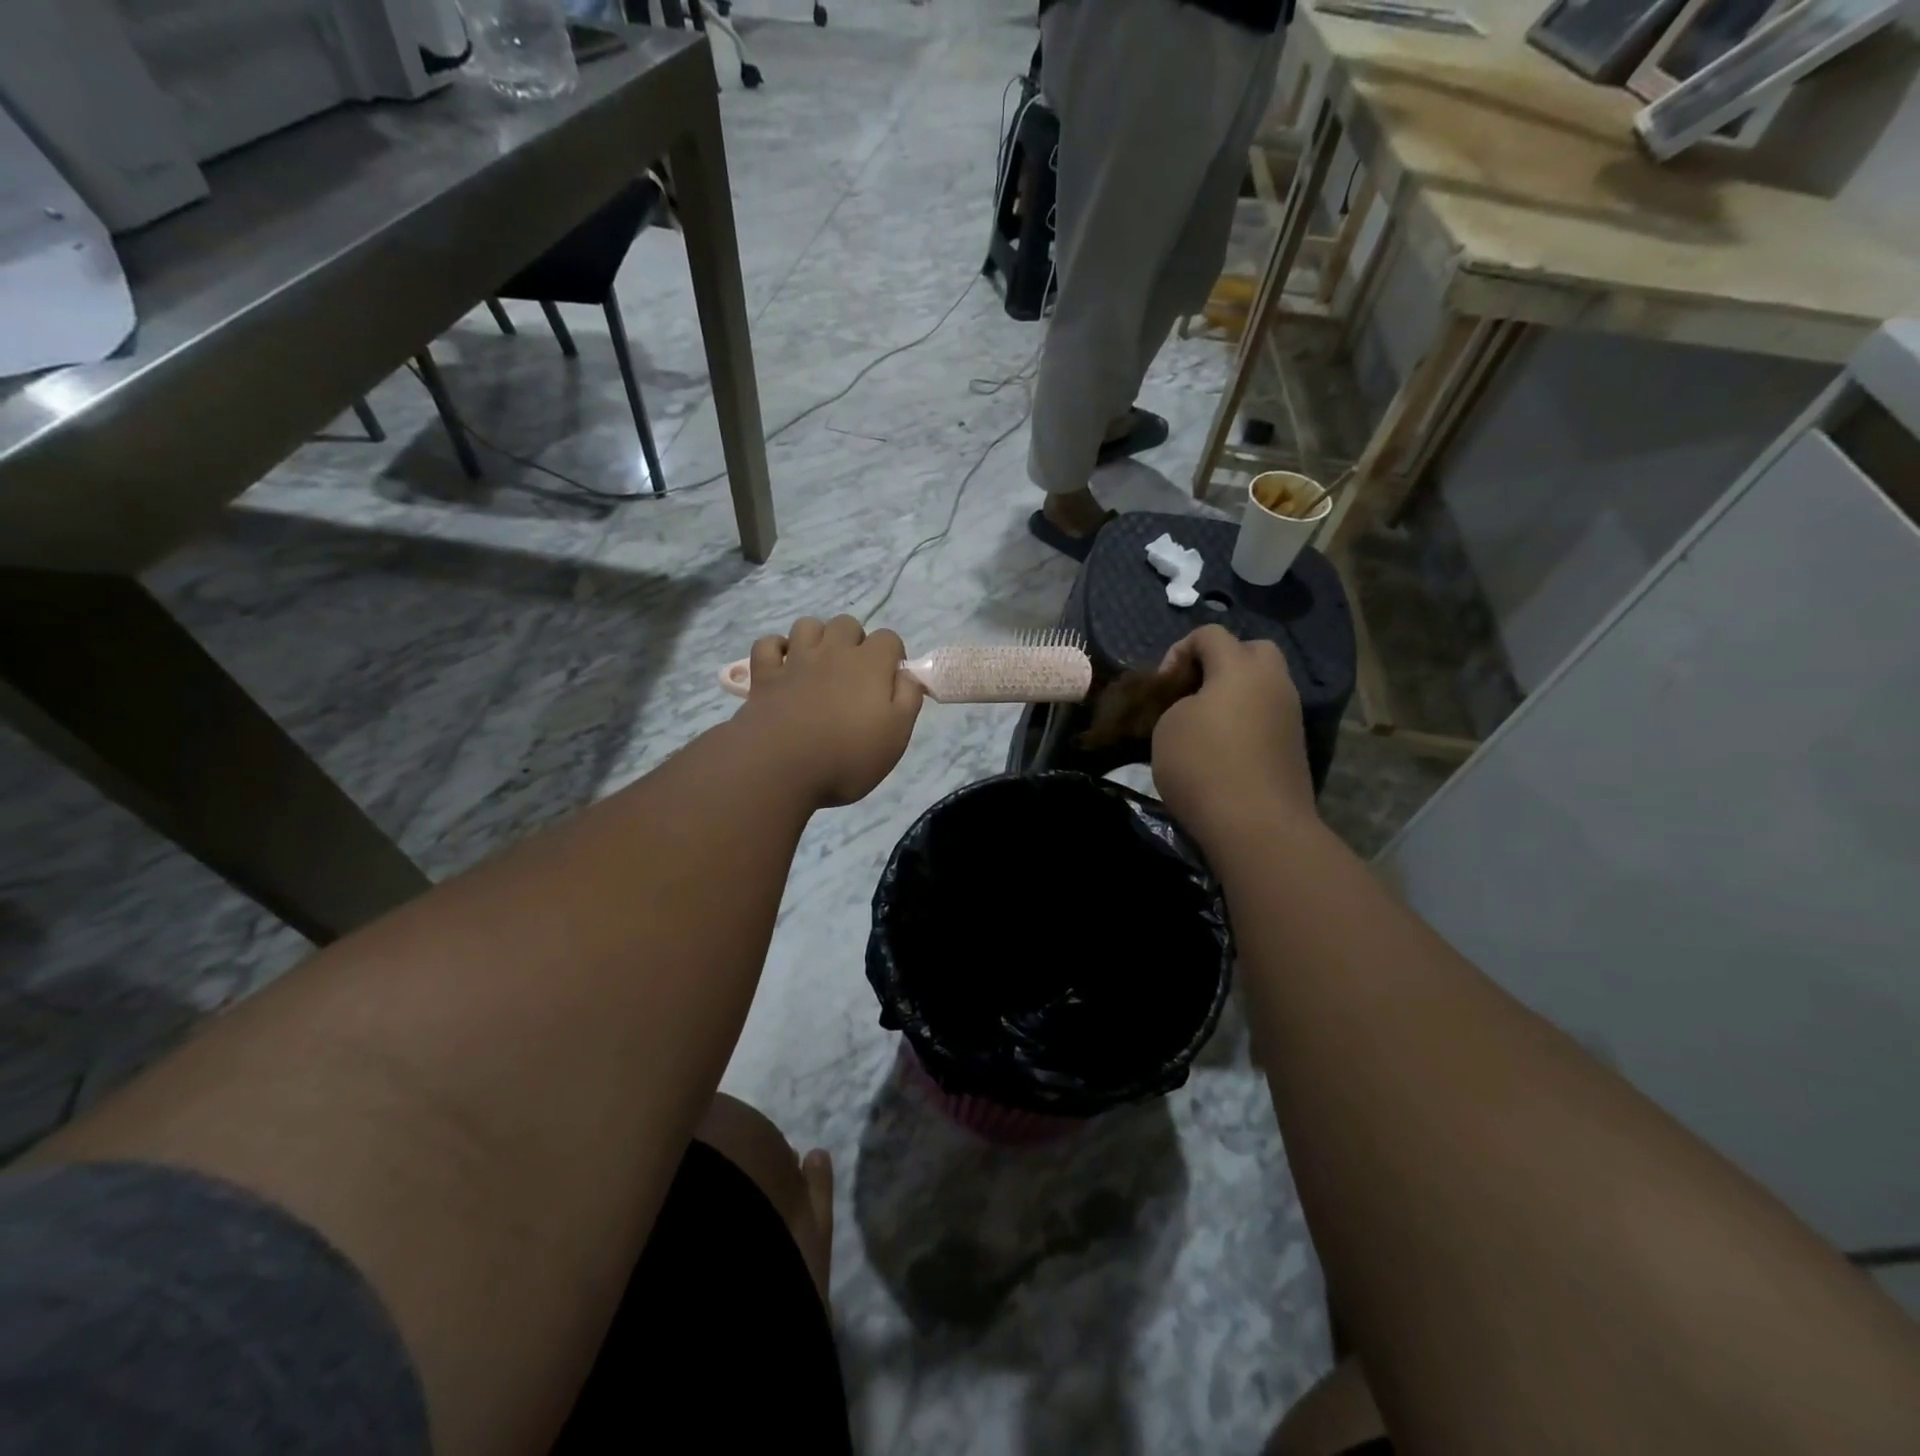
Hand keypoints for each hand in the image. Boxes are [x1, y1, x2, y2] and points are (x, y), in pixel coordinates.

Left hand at [734, 616, 923, 806]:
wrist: (783, 770)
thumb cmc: (848, 758)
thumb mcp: (896, 736)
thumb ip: (908, 699)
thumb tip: (907, 674)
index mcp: (869, 665)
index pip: (888, 638)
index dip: (892, 655)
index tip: (889, 681)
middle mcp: (833, 652)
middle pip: (847, 624)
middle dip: (854, 641)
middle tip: (854, 674)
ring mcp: (795, 660)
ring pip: (807, 626)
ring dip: (817, 638)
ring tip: (820, 665)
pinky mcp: (765, 674)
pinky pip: (767, 644)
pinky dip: (776, 649)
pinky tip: (783, 667)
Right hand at [1151, 625, 1313, 844]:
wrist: (1257, 825)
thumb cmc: (1203, 766)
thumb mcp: (1168, 726)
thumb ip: (1179, 700)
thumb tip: (1194, 705)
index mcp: (1240, 667)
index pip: (1210, 634)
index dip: (1178, 651)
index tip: (1163, 686)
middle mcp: (1273, 681)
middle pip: (1251, 650)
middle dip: (1219, 663)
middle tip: (1193, 692)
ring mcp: (1290, 713)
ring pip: (1263, 684)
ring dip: (1235, 694)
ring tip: (1205, 724)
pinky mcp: (1295, 744)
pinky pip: (1268, 714)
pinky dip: (1247, 720)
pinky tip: (1225, 748)